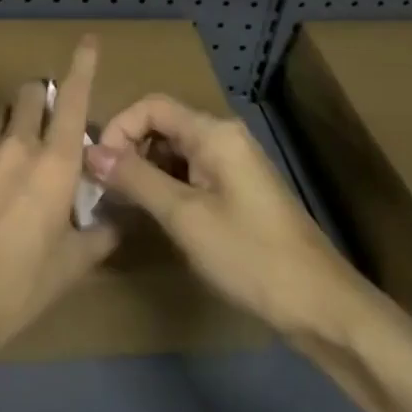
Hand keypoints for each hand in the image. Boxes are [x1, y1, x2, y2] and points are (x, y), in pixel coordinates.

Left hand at [0, 38, 120, 361]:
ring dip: (8, 128)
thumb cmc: (17, 289)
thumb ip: (99, 235)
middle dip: (38, 99)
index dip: (83, 65)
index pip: (73, 98)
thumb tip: (115, 220)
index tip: (88, 41)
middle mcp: (16, 143)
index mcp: (54, 164)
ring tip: (3, 169)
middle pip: (29, 93)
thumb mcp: (70, 268)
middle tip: (41, 128)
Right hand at [86, 96, 360, 339]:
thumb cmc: (250, 255)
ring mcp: (233, 163)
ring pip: (175, 150)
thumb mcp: (185, 217)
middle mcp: (224, 137)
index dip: (119, 128)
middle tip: (104, 188)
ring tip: (122, 204)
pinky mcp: (237, 188)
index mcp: (214, 133)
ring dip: (146, 170)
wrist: (320, 305)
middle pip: (163, 125)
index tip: (97, 166)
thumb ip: (136, 179)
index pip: (152, 106)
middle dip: (129, 150)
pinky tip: (154, 214)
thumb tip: (91, 152)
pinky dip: (167, 185)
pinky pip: (191, 171)